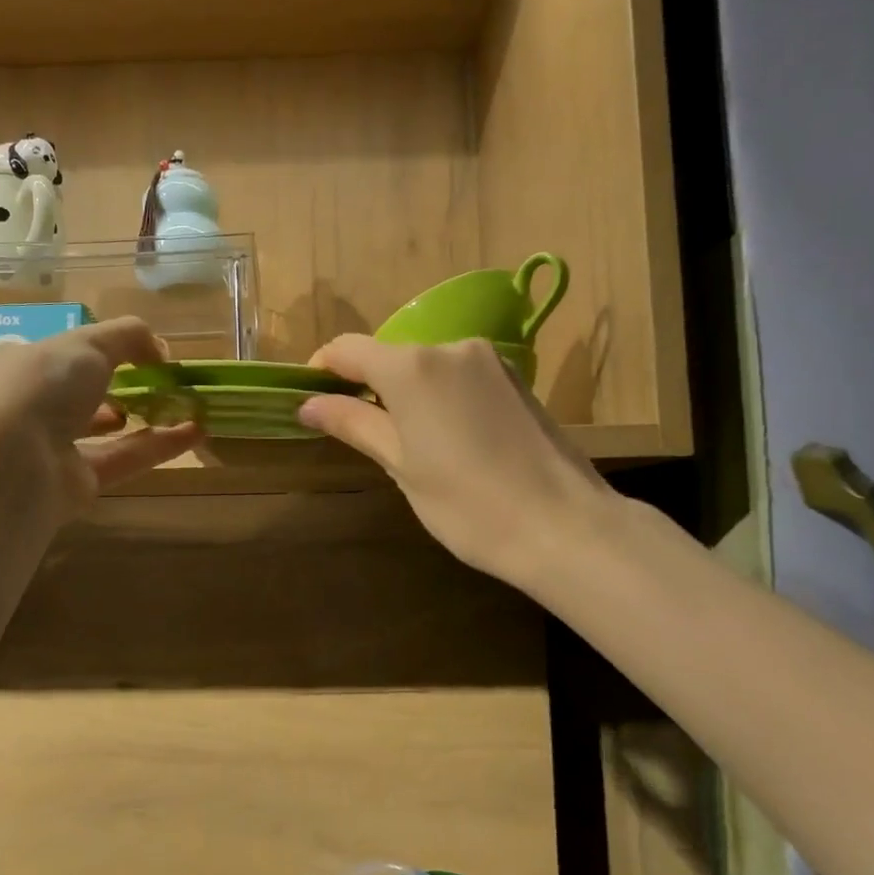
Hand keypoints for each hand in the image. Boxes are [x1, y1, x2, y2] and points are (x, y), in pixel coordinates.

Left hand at [0, 318, 198, 518]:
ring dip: (143, 416)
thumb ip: (128, 337)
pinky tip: (196, 431)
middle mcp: (29, 405)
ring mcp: (51, 447)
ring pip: (103, 429)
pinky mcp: (76, 482)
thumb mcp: (87, 344)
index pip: (55, 352)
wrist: (13, 465)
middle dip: (119, 385)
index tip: (133, 350)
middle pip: (80, 393)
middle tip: (159, 379)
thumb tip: (160, 349)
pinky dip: (159, 446)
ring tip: (184, 404)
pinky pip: (123, 458)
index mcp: (16, 364)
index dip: (92, 349)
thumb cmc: (40, 387)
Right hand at [297, 336, 615, 589]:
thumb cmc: (468, 504)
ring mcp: (489, 360)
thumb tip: (309, 404)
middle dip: (366, 385)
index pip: (348, 349)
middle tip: (358, 433)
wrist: (564, 526)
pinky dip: (439, 396)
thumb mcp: (400, 466)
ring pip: (426, 366)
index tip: (311, 401)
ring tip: (407, 443)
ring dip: (404, 392)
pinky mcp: (515, 378)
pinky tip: (449, 439)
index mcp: (412, 367)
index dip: (322, 370)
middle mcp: (450, 348)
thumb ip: (354, 424)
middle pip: (389, 356)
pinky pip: (458, 376)